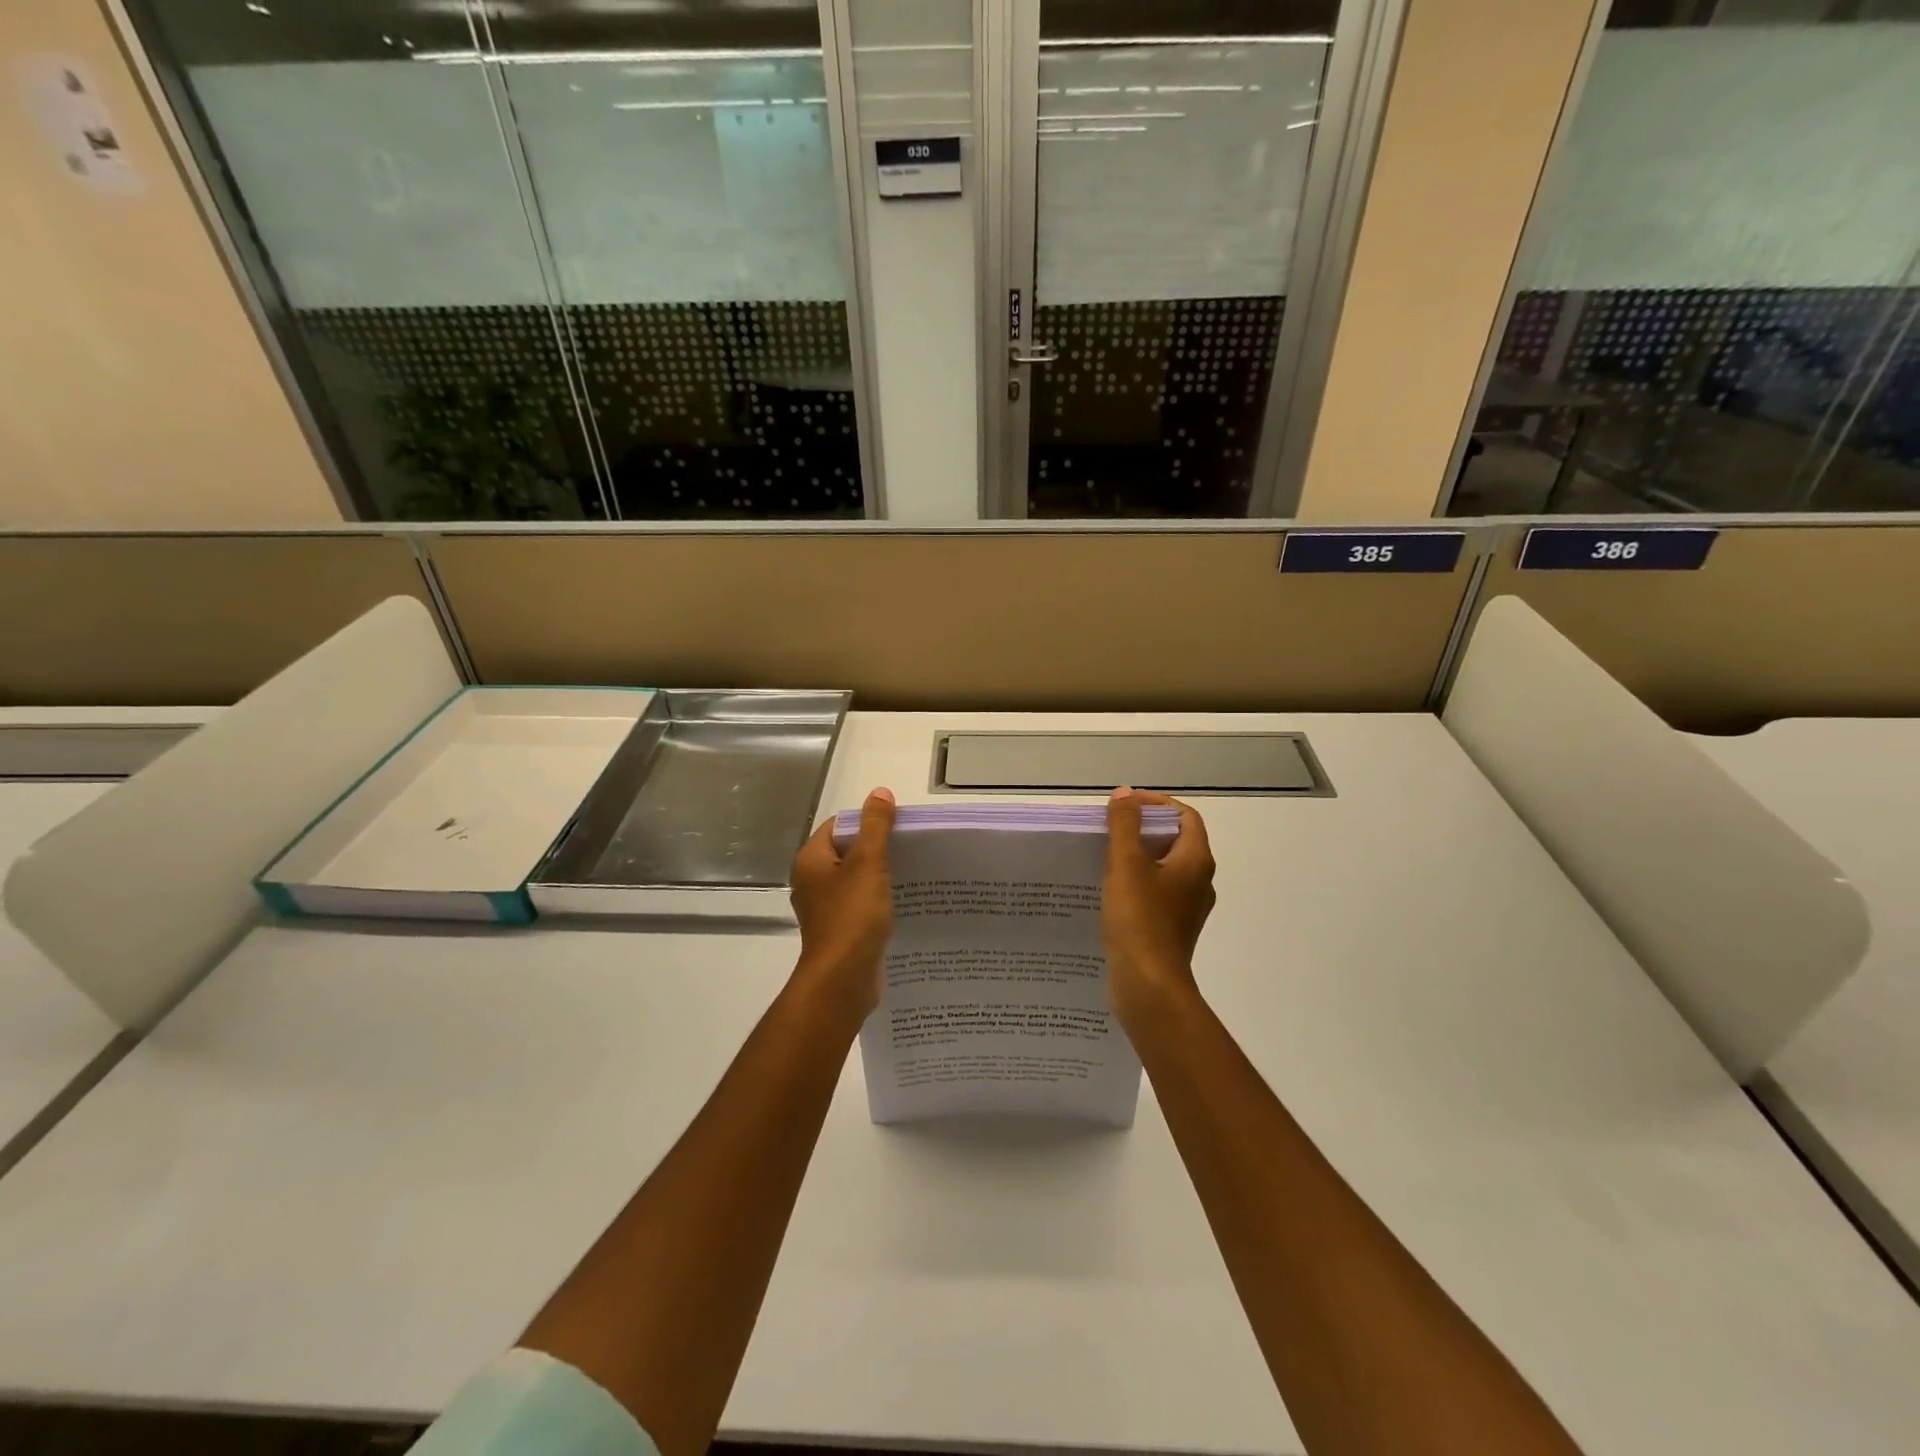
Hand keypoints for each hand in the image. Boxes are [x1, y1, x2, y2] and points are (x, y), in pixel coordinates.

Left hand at [789, 788, 895, 1021]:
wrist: (842, 980)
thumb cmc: (852, 916)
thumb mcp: (868, 864)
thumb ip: (875, 826)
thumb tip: (879, 793)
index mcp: (812, 861)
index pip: (839, 826)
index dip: (868, 821)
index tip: (899, 824)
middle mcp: (813, 882)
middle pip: (848, 852)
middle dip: (879, 848)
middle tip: (912, 846)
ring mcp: (826, 909)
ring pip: (856, 880)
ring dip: (881, 875)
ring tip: (914, 871)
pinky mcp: (840, 931)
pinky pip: (861, 905)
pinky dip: (879, 900)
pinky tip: (904, 902)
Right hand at [1103, 787, 1215, 1036]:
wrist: (1148, 987)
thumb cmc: (1140, 921)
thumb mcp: (1127, 865)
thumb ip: (1125, 825)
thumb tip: (1126, 794)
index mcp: (1196, 862)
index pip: (1185, 817)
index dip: (1157, 804)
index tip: (1124, 806)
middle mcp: (1199, 883)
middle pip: (1175, 841)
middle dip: (1143, 830)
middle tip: (1109, 828)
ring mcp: (1186, 909)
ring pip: (1164, 869)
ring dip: (1137, 857)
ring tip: (1103, 856)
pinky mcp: (1170, 930)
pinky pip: (1155, 894)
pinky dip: (1136, 883)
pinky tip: (1108, 890)